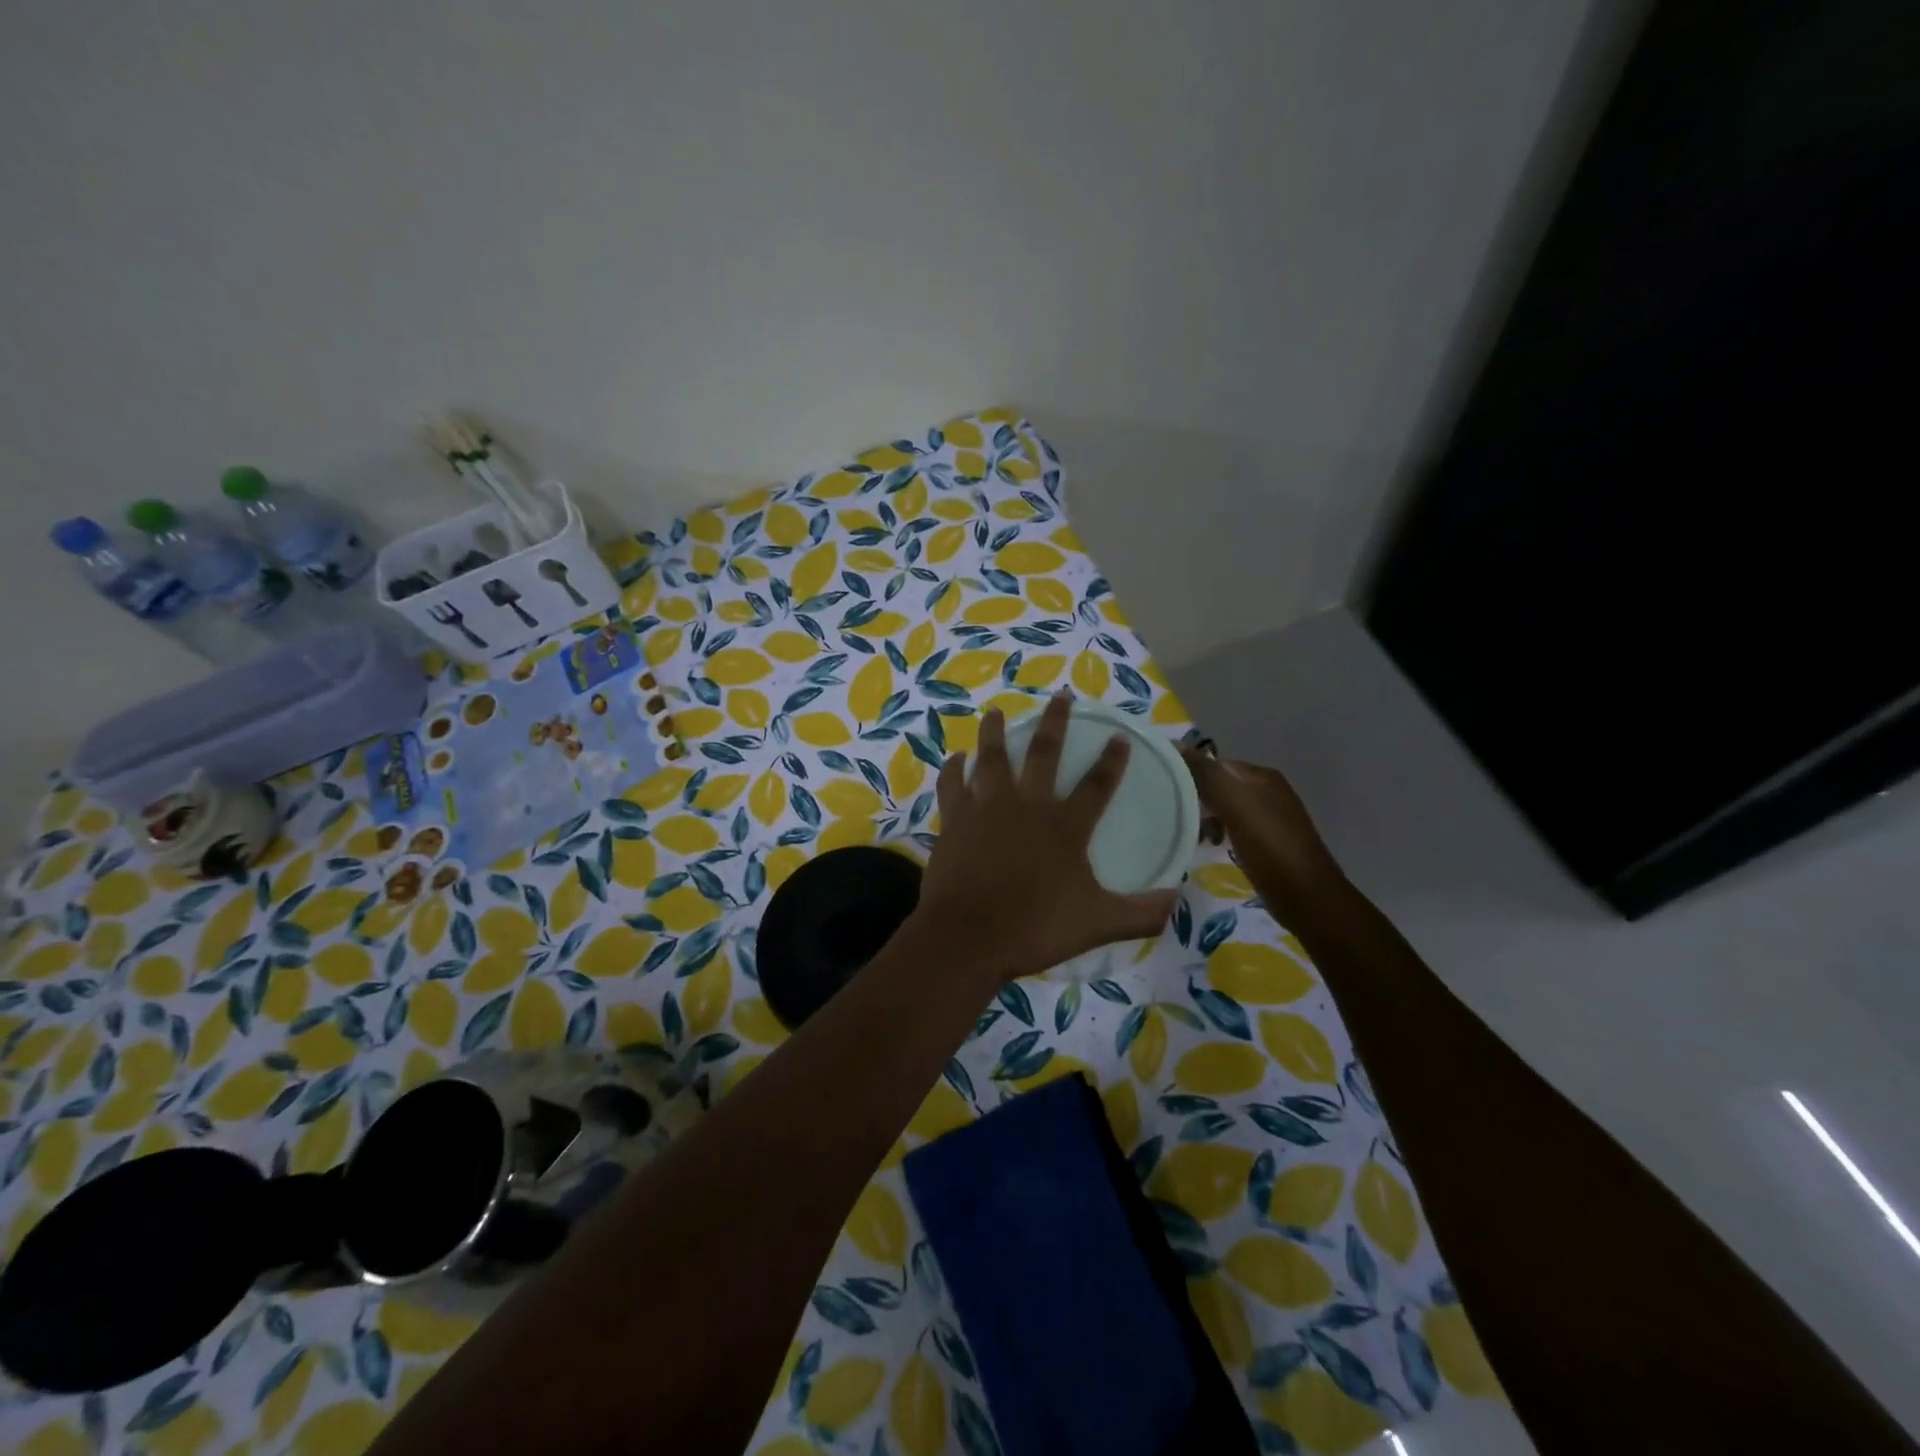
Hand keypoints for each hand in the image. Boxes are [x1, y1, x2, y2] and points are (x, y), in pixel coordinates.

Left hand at [915, 693, 1178, 984]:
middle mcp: (1027, 805)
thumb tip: (1178, 901)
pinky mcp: (955, 819)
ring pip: (992, 758)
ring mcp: (987, 808)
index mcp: (1065, 825)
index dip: (1111, 760)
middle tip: (1060, 696)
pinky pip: (952, 784)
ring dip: (996, 733)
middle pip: (1044, 753)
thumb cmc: (1035, 927)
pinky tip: (956, 758)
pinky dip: (954, 769)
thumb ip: (1141, 913)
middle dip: (1056, 722)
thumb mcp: (1098, 923)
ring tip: (996, 712)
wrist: (969, 936)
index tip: (1120, 737)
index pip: (1097, 784)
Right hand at [1179, 746, 1342, 913]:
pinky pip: (1234, 828)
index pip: (1214, 764)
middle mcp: (1267, 791)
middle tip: (1174, 816)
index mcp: (1261, 776)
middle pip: (1219, 785)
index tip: (1164, 792)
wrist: (1307, 897)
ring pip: (1225, 808)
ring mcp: (1270, 817)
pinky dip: (1219, 833)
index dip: (1189, 774)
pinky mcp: (1268, 842)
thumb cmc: (1270, 847)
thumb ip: (1207, 775)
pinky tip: (1212, 847)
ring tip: (1192, 836)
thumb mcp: (1235, 805)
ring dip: (1205, 818)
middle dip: (1196, 798)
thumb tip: (1175, 744)